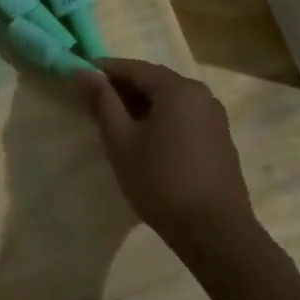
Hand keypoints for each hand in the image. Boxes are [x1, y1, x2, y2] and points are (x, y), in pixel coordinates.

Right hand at [80, 58, 254, 245]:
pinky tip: (146, 141)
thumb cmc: (161, 182)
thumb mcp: (121, 141)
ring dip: (142, 105)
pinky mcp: (220, 137)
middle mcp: (200, 93)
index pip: (133, 67)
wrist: (215, 232)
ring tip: (117, 125)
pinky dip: (161, 118)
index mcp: (177, 88)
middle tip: (94, 105)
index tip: (80, 79)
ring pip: (170, 99)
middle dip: (123, 88)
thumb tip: (84, 72)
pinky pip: (184, 115)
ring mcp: (214, 116)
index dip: (104, 71)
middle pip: (154, 80)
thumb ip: (102, 102)